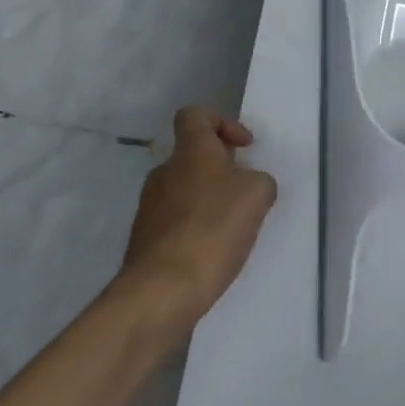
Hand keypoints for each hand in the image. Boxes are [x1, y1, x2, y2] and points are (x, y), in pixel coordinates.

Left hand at [118, 107, 276, 327]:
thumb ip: (259, 180)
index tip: (244, 148)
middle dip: (222, 168)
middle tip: (245, 192)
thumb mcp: (257, 195)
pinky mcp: (145, 239)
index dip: (222, 122)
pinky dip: (197, 226)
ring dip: (209, 199)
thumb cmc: (213, 229)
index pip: (195, 115)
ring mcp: (149, 206)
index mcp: (190, 152)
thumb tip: (249, 184)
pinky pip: (176, 220)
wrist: (162, 290)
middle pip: (192, 155)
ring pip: (185, 189)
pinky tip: (214, 250)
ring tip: (233, 226)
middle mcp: (164, 172)